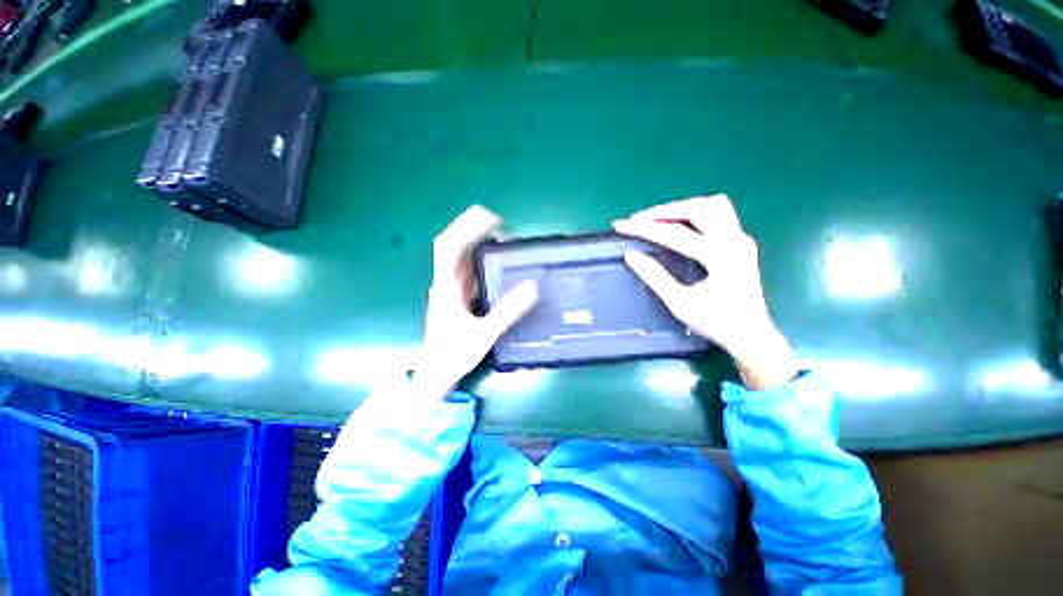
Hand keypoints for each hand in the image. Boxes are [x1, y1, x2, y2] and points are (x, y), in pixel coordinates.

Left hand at [412, 205, 538, 397]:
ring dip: (475, 242)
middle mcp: (445, 283)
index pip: (448, 246)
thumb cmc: (454, 354)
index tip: (491, 220)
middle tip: (500, 223)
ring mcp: (450, 290)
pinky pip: (466, 270)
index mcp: (446, 287)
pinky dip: (479, 259)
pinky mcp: (456, 297)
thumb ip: (507, 311)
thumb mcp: (484, 333)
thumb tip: (532, 287)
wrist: (435, 374)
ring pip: (459, 257)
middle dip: (472, 228)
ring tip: (500, 236)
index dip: (466, 227)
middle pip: (452, 245)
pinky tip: (494, 260)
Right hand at [613, 195, 797, 388]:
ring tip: (658, 220)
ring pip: (711, 205)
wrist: (751, 335)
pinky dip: (694, 214)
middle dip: (663, 211)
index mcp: (720, 257)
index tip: (620, 226)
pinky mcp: (741, 242)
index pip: (675, 234)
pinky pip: (718, 214)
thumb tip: (631, 255)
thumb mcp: (679, 303)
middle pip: (697, 208)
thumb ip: (654, 277)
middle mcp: (734, 240)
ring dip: (681, 208)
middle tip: (638, 220)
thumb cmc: (715, 323)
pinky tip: (680, 225)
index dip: (643, 229)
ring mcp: (741, 238)